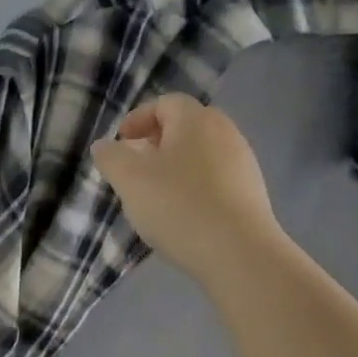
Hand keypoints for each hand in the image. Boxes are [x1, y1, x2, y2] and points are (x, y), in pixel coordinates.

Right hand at [90, 93, 287, 285]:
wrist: (239, 253)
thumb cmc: (178, 206)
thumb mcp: (129, 179)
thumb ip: (110, 157)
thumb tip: (104, 145)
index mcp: (195, 120)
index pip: (165, 103)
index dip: (138, 118)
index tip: (121, 142)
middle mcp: (225, 133)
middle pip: (186, 126)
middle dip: (157, 142)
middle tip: (136, 166)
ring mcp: (243, 163)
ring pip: (201, 154)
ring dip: (176, 166)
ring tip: (156, 194)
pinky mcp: (252, 193)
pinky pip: (216, 178)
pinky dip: (195, 186)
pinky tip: (183, 214)